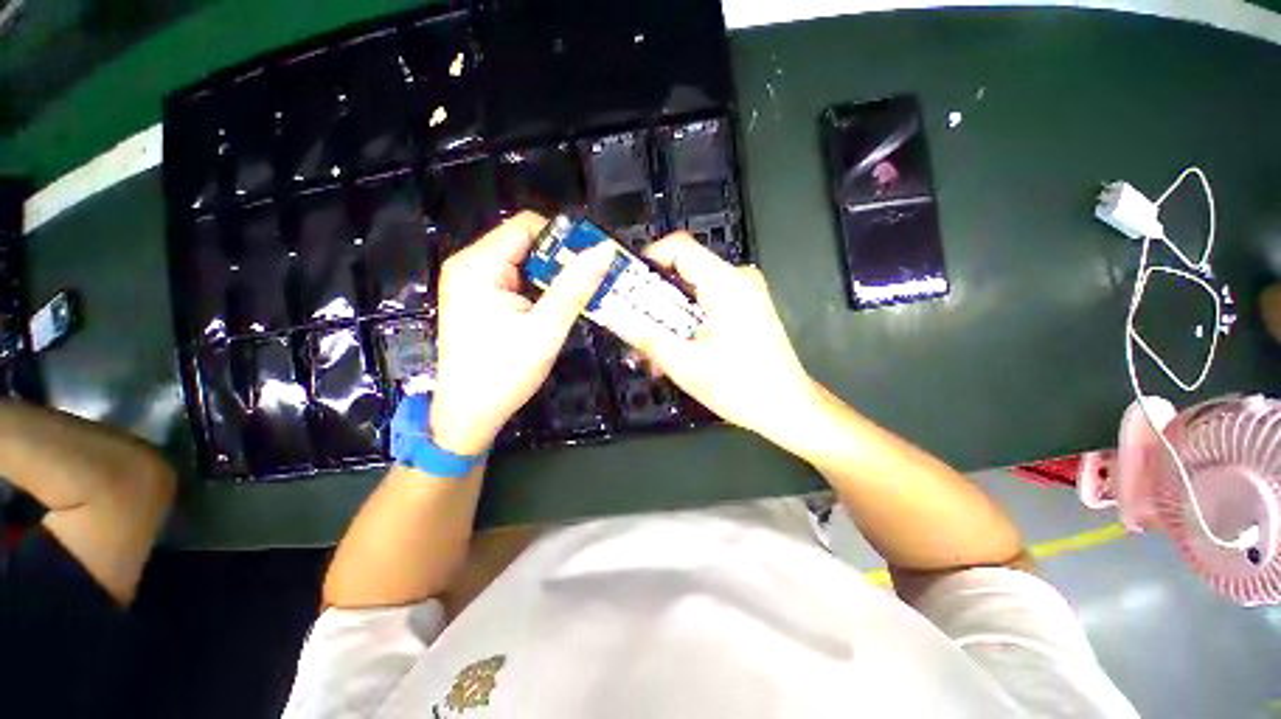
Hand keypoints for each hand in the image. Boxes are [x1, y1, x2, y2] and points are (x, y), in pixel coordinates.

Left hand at [429, 212, 614, 455]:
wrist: (469, 416)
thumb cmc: (504, 373)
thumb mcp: (545, 329)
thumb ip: (574, 287)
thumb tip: (603, 250)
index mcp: (479, 266)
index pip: (527, 226)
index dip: (564, 238)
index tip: (594, 259)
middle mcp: (470, 265)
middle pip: (525, 243)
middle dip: (562, 260)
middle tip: (594, 280)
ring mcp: (471, 283)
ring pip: (523, 263)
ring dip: (554, 276)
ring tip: (583, 294)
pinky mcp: (478, 299)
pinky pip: (516, 281)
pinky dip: (540, 289)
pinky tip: (558, 306)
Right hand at [611, 233, 817, 440]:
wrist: (788, 408)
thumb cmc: (741, 388)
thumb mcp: (685, 365)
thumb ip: (646, 337)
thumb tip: (613, 316)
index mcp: (727, 284)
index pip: (678, 247)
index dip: (647, 261)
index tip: (627, 289)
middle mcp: (738, 279)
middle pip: (682, 272)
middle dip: (652, 302)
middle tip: (634, 331)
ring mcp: (744, 293)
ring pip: (691, 292)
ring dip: (667, 320)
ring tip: (653, 354)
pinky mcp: (744, 308)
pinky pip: (705, 305)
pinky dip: (685, 324)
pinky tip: (676, 353)